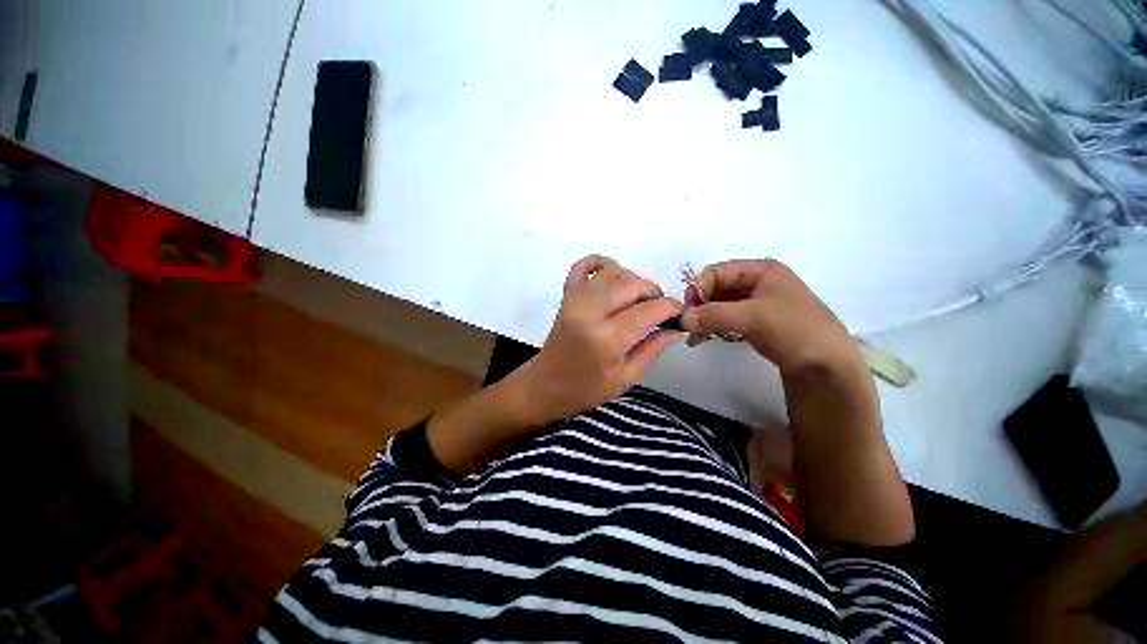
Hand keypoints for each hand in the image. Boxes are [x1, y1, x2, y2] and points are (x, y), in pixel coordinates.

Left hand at [516, 255, 682, 422]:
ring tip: (639, 299)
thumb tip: (676, 328)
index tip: (679, 314)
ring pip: (613, 272)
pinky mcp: (566, 295)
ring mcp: (575, 299)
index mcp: (608, 338)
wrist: (546, 384)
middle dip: (654, 292)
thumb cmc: (587, 388)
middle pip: (632, 285)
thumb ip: (653, 349)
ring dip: (633, 280)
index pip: (649, 310)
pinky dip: (601, 263)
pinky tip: (613, 276)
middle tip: (659, 309)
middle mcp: (590, 312)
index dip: (671, 308)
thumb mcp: (627, 377)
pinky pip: (584, 266)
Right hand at [680, 259, 860, 375]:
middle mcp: (758, 282)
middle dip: (700, 306)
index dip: (698, 288)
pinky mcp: (756, 322)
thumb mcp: (751, 317)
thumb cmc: (792, 330)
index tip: (687, 310)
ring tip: (693, 336)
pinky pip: (727, 319)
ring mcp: (757, 303)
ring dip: (704, 318)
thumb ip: (713, 314)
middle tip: (688, 325)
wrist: (826, 366)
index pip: (717, 272)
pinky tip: (702, 339)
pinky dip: (713, 327)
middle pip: (717, 288)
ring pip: (720, 305)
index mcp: (761, 270)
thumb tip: (682, 319)